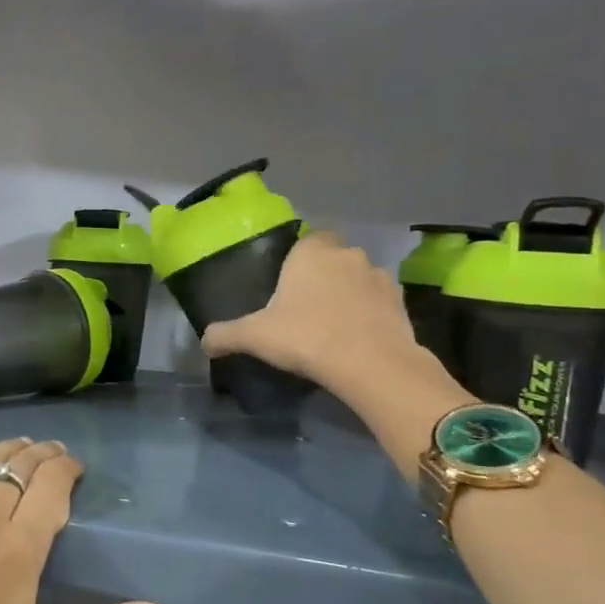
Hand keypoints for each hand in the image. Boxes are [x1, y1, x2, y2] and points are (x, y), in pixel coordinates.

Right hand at [201, 230, 429, 388]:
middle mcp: (347, 255)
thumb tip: (204, 342)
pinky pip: (378, 301)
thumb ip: (225, 334)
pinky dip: (369, 313)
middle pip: (333, 258)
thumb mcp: (254, 336)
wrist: (370, 363)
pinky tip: (356, 337)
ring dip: (348, 293)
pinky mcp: (400, 302)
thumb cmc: (306, 337)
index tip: (287, 285)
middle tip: (305, 307)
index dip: (298, 260)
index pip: (307, 240)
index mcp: (312, 252)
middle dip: (323, 276)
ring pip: (358, 278)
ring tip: (333, 325)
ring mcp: (378, 276)